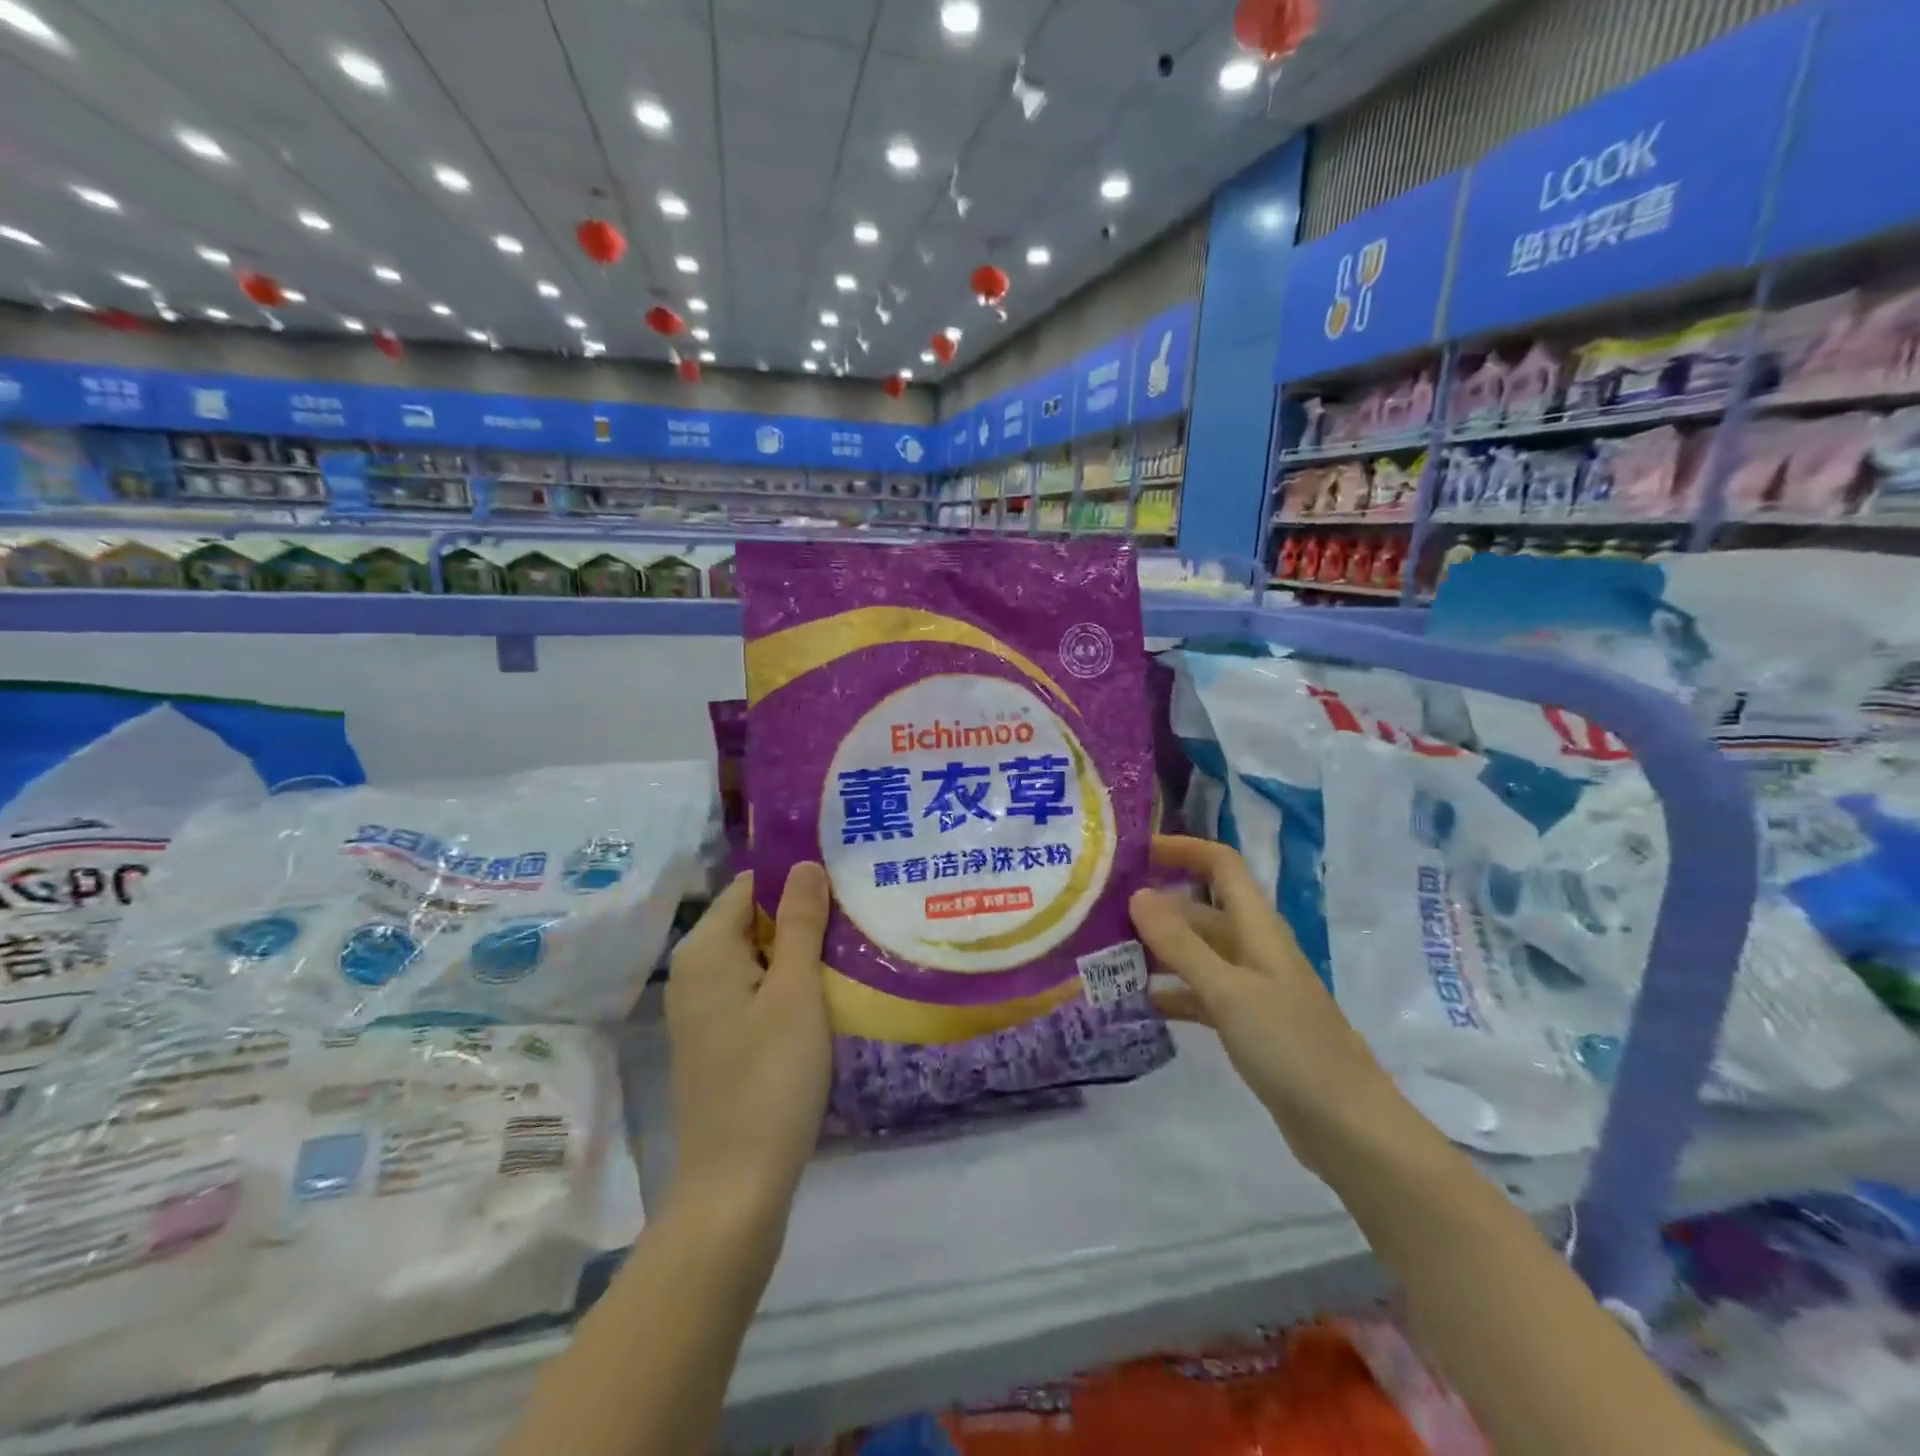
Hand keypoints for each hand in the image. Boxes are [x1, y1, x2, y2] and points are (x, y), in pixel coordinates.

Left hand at [664, 865, 831, 1222]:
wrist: (736, 1185)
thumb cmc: (770, 1077)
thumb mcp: (795, 991)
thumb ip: (799, 922)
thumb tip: (805, 864)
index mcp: (705, 950)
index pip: (751, 886)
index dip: (797, 879)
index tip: (845, 882)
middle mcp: (694, 971)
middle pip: (753, 919)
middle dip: (802, 915)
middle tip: (858, 914)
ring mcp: (703, 1008)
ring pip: (758, 956)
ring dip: (800, 950)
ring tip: (852, 946)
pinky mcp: (718, 1038)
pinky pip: (754, 989)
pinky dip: (787, 983)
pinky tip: (826, 992)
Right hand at [1128, 836, 1406, 1173]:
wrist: (1347, 1127)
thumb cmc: (1290, 1046)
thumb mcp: (1228, 990)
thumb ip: (1181, 944)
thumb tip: (1138, 895)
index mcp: (1258, 928)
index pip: (1222, 866)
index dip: (1183, 850)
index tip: (1135, 852)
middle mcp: (1253, 948)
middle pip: (1201, 910)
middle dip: (1156, 906)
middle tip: (1102, 913)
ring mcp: (1251, 987)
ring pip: (1197, 952)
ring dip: (1158, 949)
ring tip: (1108, 955)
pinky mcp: (1247, 1023)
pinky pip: (1200, 993)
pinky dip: (1171, 991)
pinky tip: (1138, 1002)